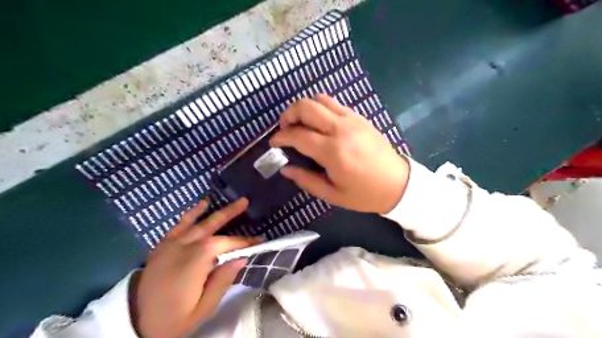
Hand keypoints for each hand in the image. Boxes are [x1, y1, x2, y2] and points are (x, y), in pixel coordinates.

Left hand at [130, 198, 261, 336]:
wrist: (133, 321)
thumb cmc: (173, 318)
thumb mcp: (203, 308)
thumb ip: (222, 281)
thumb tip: (241, 259)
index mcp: (198, 260)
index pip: (228, 244)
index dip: (245, 242)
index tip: (260, 241)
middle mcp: (187, 245)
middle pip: (213, 225)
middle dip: (232, 213)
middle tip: (246, 202)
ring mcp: (173, 242)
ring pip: (200, 222)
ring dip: (218, 211)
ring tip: (232, 201)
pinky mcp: (164, 244)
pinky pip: (180, 224)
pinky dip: (192, 213)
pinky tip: (203, 204)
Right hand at [271, 94, 409, 212]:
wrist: (399, 184)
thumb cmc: (365, 194)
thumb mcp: (333, 194)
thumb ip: (306, 180)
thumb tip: (286, 169)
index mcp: (332, 151)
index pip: (298, 135)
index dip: (281, 137)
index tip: (274, 142)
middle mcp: (340, 129)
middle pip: (306, 106)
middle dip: (289, 114)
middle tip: (285, 129)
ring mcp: (352, 120)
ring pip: (320, 99)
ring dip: (305, 108)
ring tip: (302, 124)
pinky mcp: (360, 117)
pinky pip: (335, 104)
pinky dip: (321, 108)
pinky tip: (321, 124)